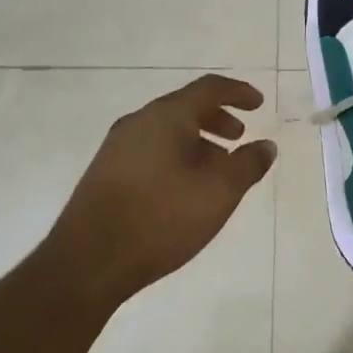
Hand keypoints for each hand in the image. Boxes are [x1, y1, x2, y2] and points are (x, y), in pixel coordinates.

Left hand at [50, 75, 275, 303]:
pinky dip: (177, 156)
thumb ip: (247, 165)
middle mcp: (138, 122)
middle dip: (217, 119)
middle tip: (239, 137)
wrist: (87, 263)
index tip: (258, 103)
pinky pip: (151, 150)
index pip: (208, 89)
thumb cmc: (160, 219)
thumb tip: (266, 146)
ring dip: (198, 141)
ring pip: (167, 131)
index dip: (238, 92)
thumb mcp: (218, 193)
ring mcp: (117, 147)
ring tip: (216, 170)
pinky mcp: (106, 173)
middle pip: (185, 108)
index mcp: (165, 117)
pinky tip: (185, 189)